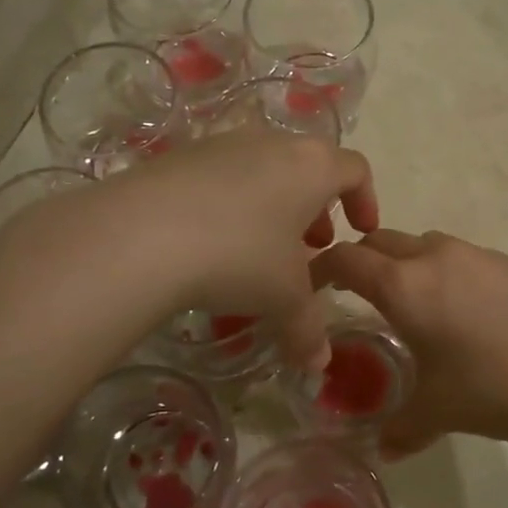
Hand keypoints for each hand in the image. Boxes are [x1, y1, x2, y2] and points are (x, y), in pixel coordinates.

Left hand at [109, 131, 379, 371]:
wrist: (142, 234)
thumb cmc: (240, 256)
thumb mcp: (284, 299)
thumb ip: (309, 329)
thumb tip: (318, 365)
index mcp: (312, 166)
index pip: (355, 169)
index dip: (365, 200)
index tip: (359, 232)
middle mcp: (271, 142)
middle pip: (307, 166)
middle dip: (316, 207)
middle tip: (311, 246)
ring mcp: (222, 144)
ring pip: (263, 169)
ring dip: (274, 204)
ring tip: (262, 248)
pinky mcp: (179, 156)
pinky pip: (221, 176)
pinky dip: (232, 203)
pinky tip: (213, 241)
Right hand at [310, 229, 507, 456]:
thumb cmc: (490, 387)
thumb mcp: (437, 411)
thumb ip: (402, 428)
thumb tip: (384, 451)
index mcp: (404, 285)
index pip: (346, 259)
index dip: (320, 269)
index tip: (310, 287)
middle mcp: (435, 257)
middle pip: (382, 240)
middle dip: (362, 261)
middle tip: (357, 294)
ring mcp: (477, 255)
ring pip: (425, 244)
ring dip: (406, 263)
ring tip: (413, 305)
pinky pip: (461, 257)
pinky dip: (445, 272)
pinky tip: (465, 313)